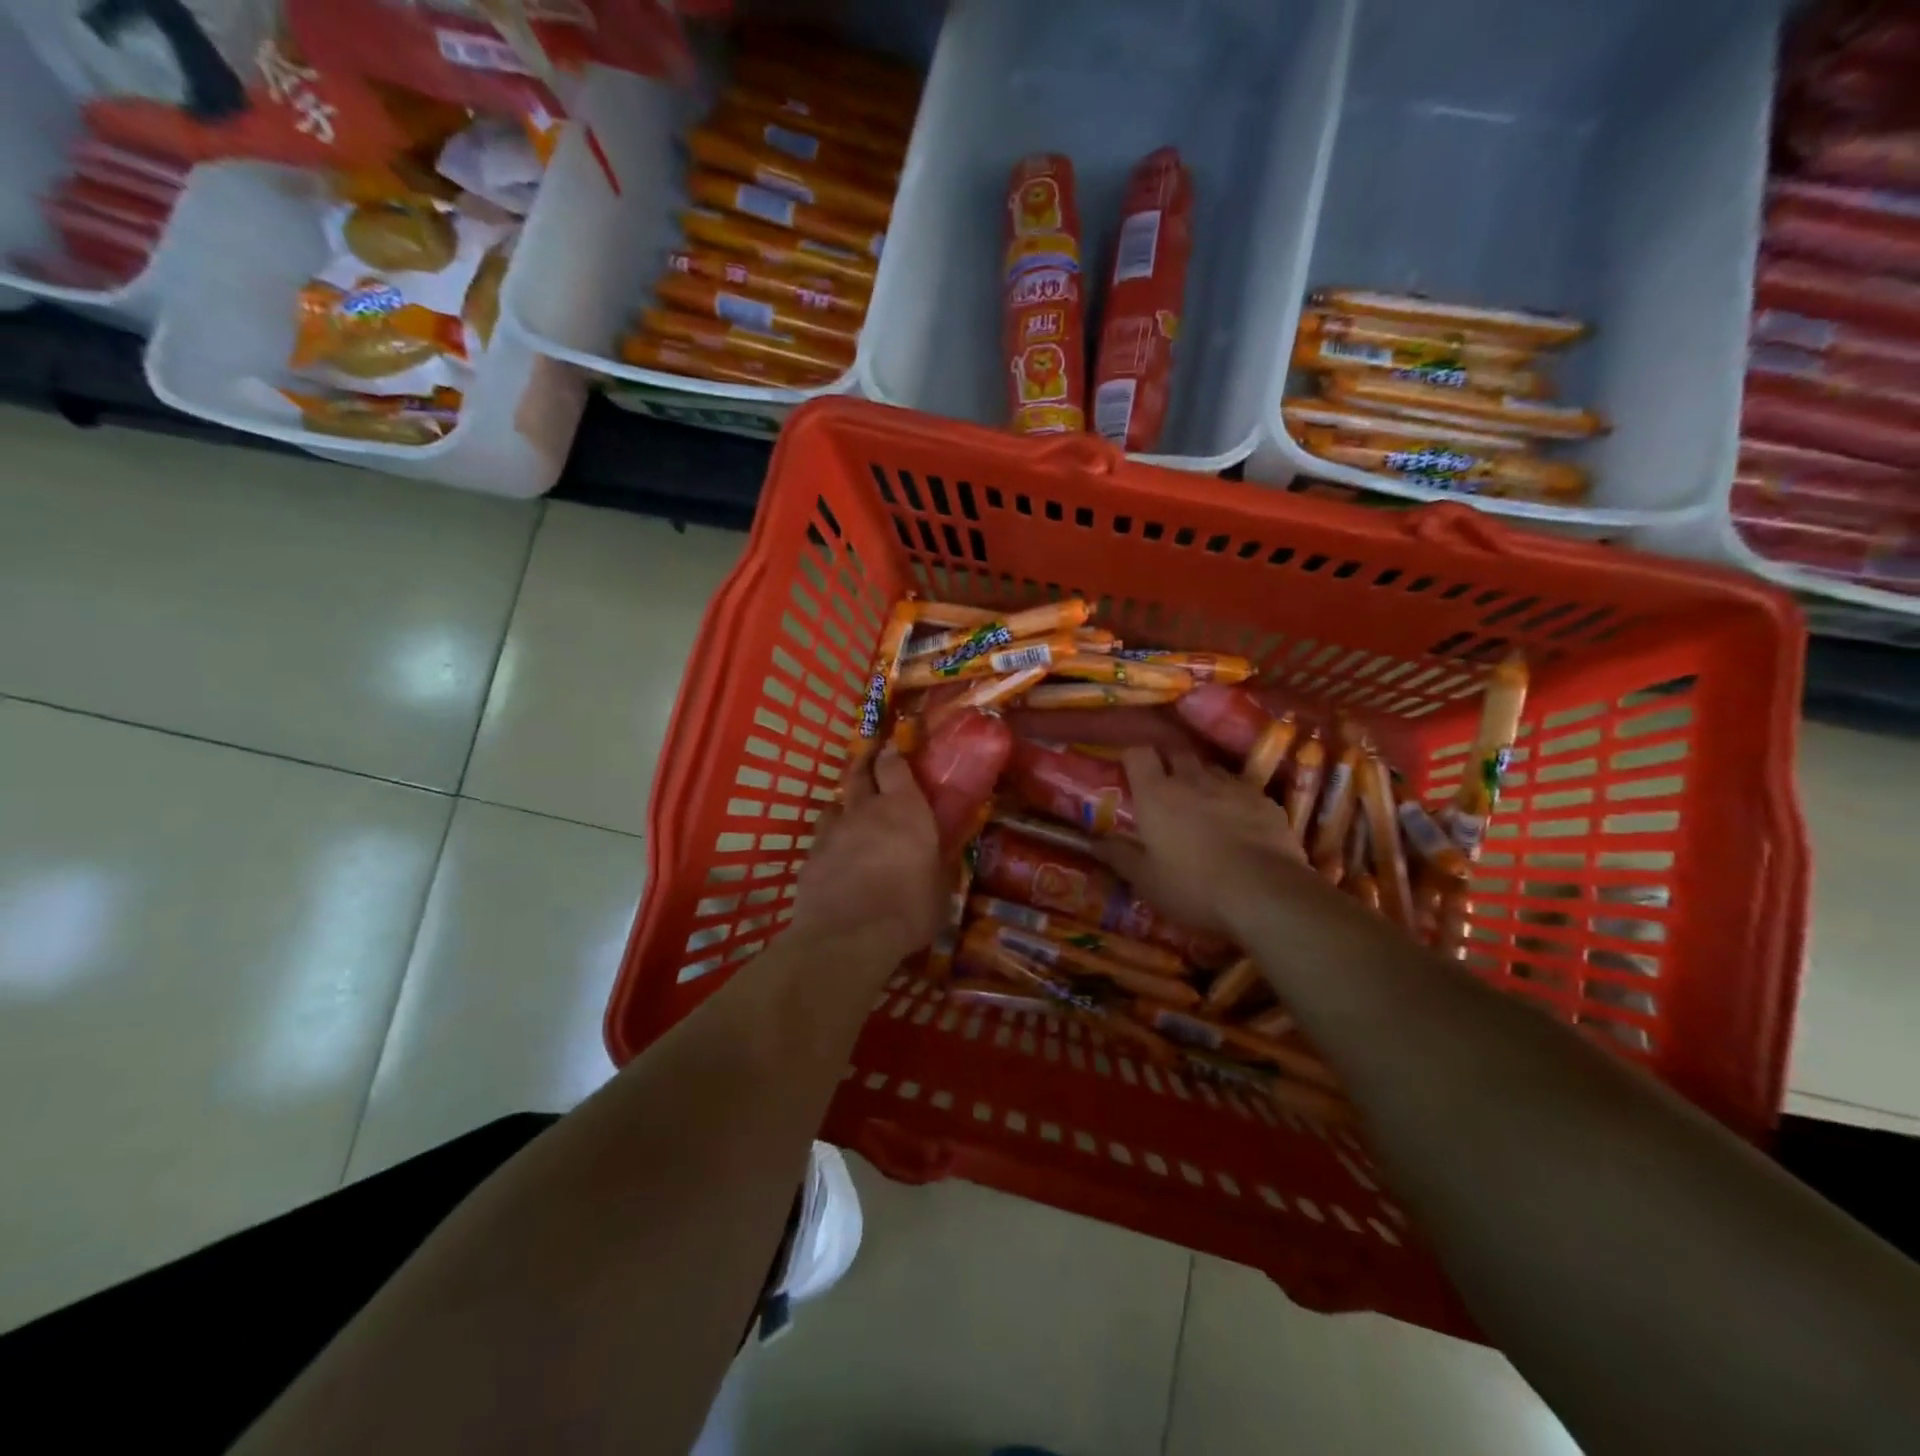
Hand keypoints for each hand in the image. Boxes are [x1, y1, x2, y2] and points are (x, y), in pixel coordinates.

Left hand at [790, 747, 944, 964]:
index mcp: (905, 810)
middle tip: (869, 761)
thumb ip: (935, 868)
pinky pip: (821, 839)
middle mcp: (866, 811)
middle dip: (864, 764)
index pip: (894, 766)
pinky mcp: (810, 857)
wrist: (848, 936)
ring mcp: (833, 832)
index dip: (892, 754)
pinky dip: (830, 841)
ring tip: (850, 813)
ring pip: (835, 805)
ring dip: (844, 804)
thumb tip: (937, 864)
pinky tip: (835, 856)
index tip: (892, 747)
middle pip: (859, 774)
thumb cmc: (908, 910)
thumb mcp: (939, 890)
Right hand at [1095, 746, 1303, 938]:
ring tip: (1202, 802)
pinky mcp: (1264, 801)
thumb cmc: (1193, 886)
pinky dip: (1234, 798)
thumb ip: (1119, 856)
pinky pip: (1242, 789)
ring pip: (1211, 769)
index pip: (1139, 753)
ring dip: (1202, 779)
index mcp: (1156, 794)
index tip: (1131, 769)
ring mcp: (1232, 787)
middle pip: (1177, 752)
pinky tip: (1238, 821)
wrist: (1265, 893)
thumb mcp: (1146, 880)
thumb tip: (1094, 842)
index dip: (1134, 756)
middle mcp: (1192, 779)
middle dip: (1169, 762)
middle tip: (1165, 785)